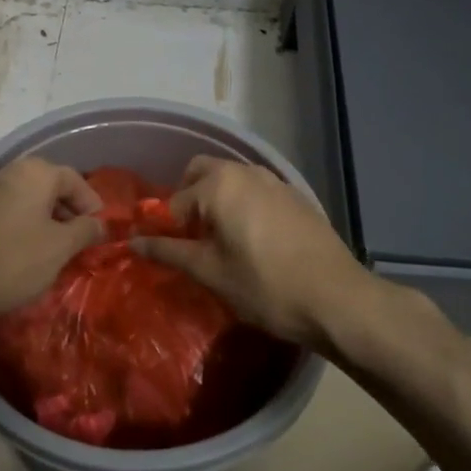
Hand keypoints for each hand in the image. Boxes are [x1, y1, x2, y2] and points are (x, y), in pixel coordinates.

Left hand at [0, 157, 103, 326]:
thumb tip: (99, 223)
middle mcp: (10, 173)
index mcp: (36, 173)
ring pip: (28, 202)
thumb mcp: (59, 248)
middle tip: (80, 243)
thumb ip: (84, 231)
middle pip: (50, 187)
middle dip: (68, 214)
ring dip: (45, 223)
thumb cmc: (11, 259)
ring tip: (55, 253)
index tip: (101, 231)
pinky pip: (8, 215)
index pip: (75, 180)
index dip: (92, 204)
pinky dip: (23, 230)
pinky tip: (25, 257)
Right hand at [130, 155, 370, 346]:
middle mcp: (245, 172)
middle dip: (189, 200)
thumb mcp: (210, 272)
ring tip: (221, 242)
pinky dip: (243, 206)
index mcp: (219, 185)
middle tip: (192, 239)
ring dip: (217, 201)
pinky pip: (256, 191)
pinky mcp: (296, 197)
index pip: (175, 201)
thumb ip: (169, 252)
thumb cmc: (265, 286)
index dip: (166, 229)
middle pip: (201, 173)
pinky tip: (254, 243)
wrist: (337, 299)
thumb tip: (132, 243)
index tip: (170, 255)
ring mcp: (275, 181)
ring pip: (231, 180)